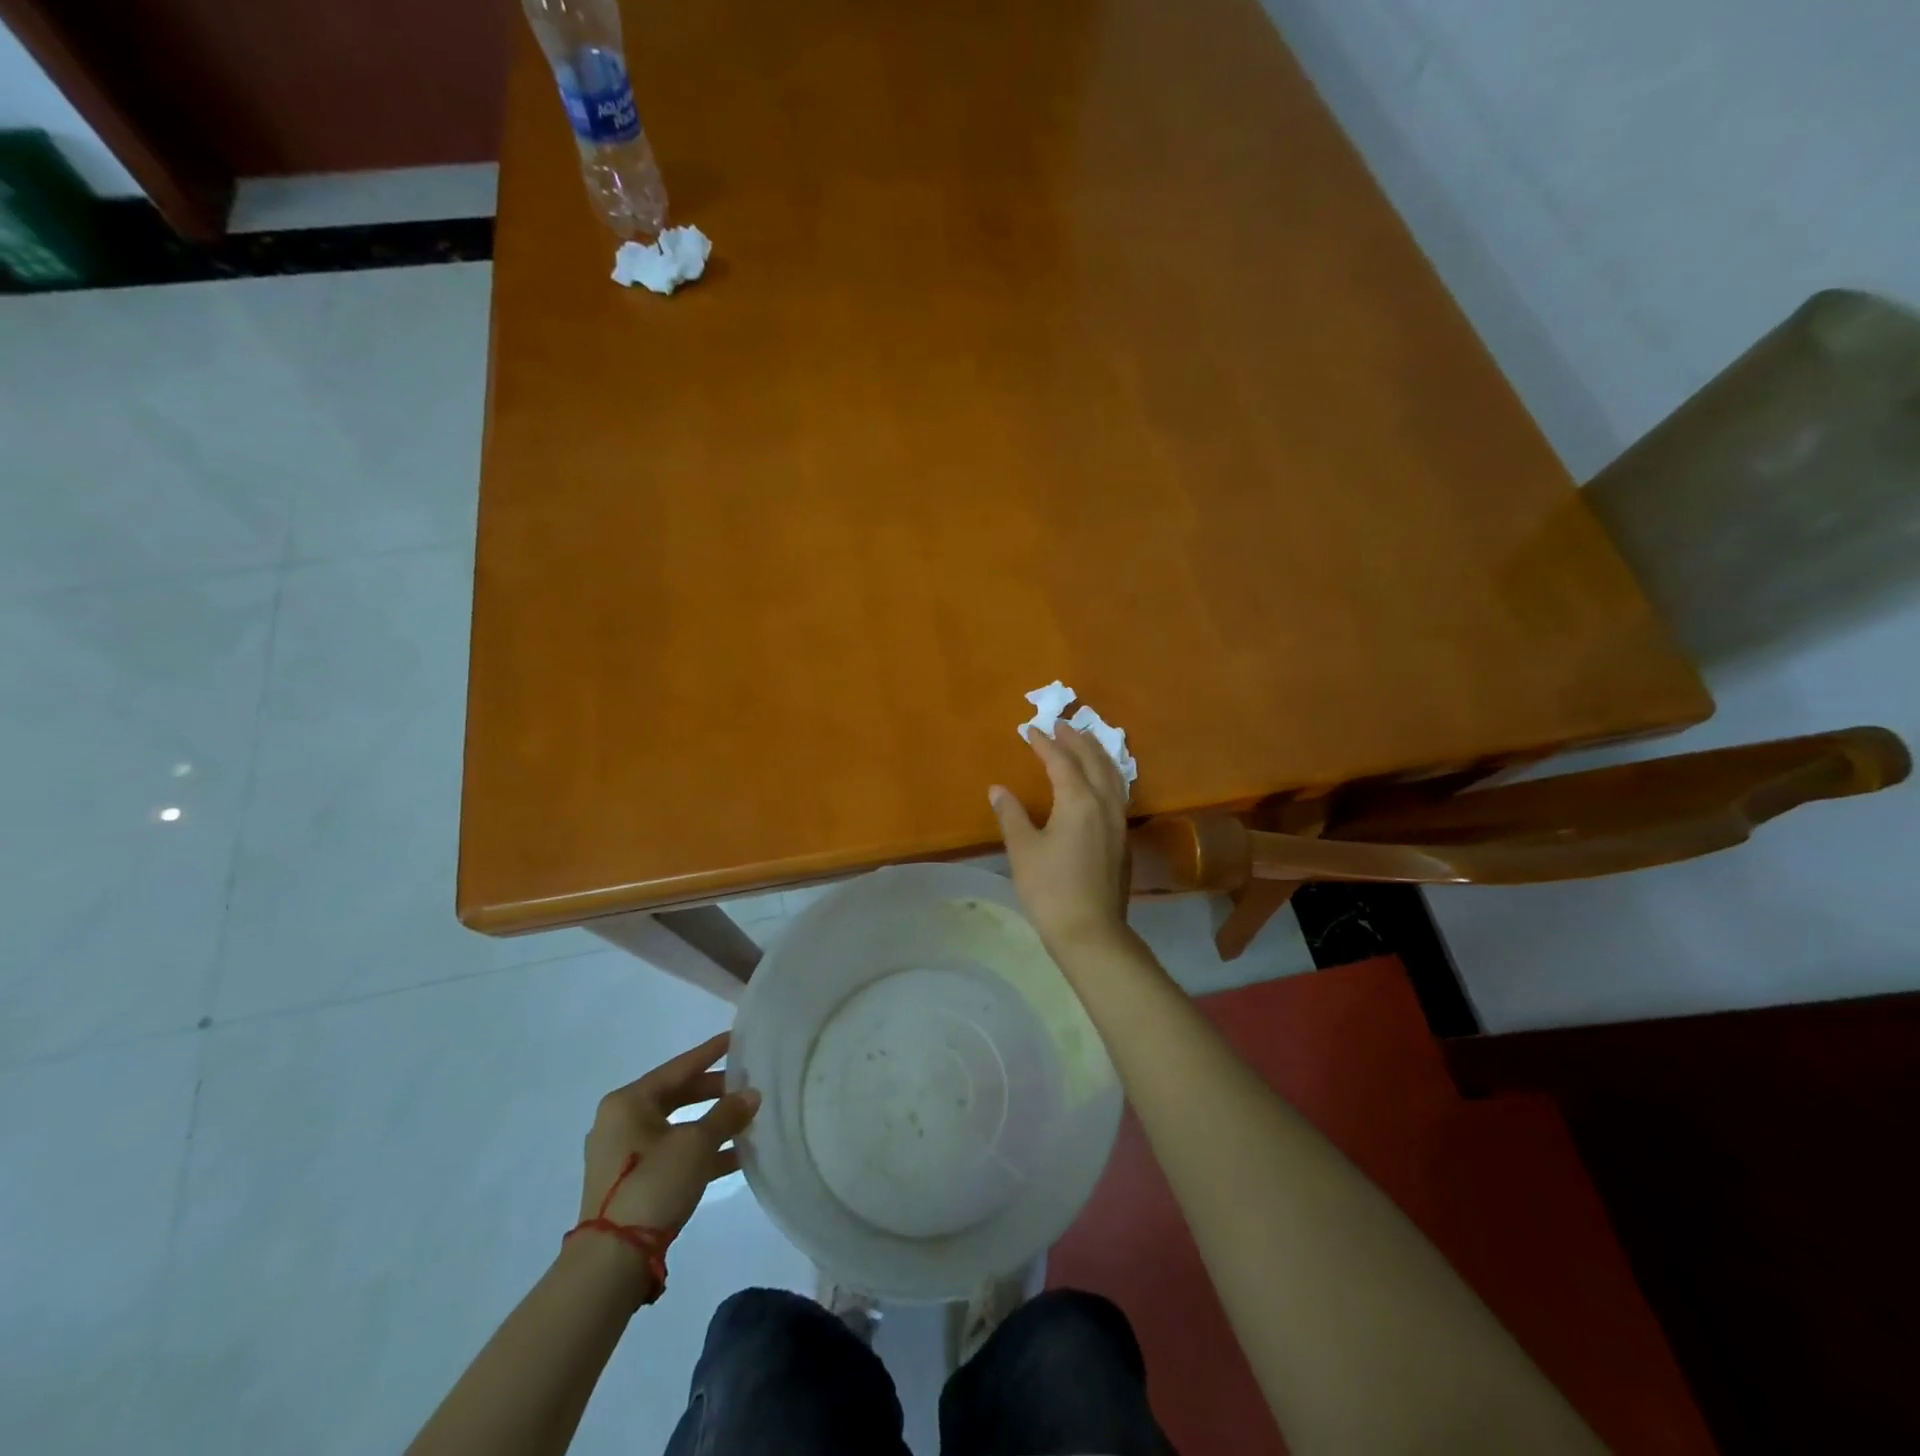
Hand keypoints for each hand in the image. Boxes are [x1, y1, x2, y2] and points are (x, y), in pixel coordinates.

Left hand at [579, 1032, 758, 1234]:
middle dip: (715, 1093)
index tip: (736, 1039)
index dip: (711, 1053)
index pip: (679, 1067)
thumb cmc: (653, 1184)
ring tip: (749, 1122)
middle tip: (748, 1085)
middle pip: (677, 1096)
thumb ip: (727, 1114)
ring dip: (712, 1125)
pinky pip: (673, 1154)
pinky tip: (736, 1157)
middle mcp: (621, 1122)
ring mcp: (624, 1155)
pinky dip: (701, 1152)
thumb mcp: (697, 1144)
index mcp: (629, 1102)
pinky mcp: (631, 1184)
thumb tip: (752, 1094)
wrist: (611, 1262)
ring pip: (678, 1127)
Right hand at [989, 724, 1131, 954]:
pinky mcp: (1123, 839)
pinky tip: (1100, 780)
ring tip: (1085, 742)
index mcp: (1079, 801)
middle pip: (1094, 760)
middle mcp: (1105, 804)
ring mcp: (1118, 822)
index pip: (1061, 761)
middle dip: (1076, 739)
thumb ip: (1011, 814)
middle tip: (1061, 724)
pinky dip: (1107, 774)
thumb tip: (998, 789)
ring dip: (1097, 753)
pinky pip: (1118, 792)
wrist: (1090, 931)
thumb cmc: (1050, 889)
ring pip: (1113, 775)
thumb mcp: (1023, 849)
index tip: (1031, 730)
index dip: (1045, 744)